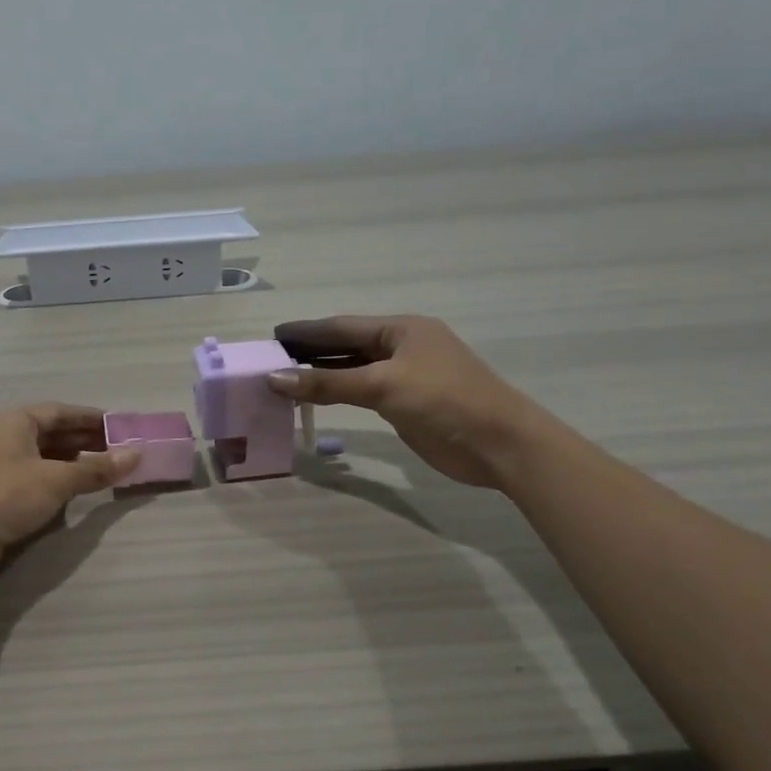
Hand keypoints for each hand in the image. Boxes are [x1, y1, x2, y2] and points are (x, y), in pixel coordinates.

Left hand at [0, 404, 138, 585]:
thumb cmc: (4, 496)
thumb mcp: (56, 479)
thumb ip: (96, 468)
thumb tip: (137, 454)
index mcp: (14, 421)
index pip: (60, 412)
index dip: (92, 418)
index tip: (121, 427)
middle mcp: (6, 438)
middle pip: (54, 433)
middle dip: (87, 441)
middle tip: (122, 451)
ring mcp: (0, 467)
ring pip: (46, 458)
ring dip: (75, 463)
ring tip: (107, 471)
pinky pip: (37, 479)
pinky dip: (60, 481)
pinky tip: (79, 491)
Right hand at [268, 315, 540, 488]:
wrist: (499, 444)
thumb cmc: (443, 401)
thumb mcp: (382, 386)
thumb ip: (328, 383)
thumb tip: (275, 378)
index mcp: (401, 329)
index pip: (342, 326)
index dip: (306, 331)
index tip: (272, 336)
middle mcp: (402, 347)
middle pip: (346, 346)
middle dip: (310, 352)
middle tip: (271, 360)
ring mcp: (406, 376)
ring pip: (354, 370)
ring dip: (322, 375)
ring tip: (284, 380)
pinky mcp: (408, 404)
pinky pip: (363, 392)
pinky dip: (339, 394)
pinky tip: (317, 399)